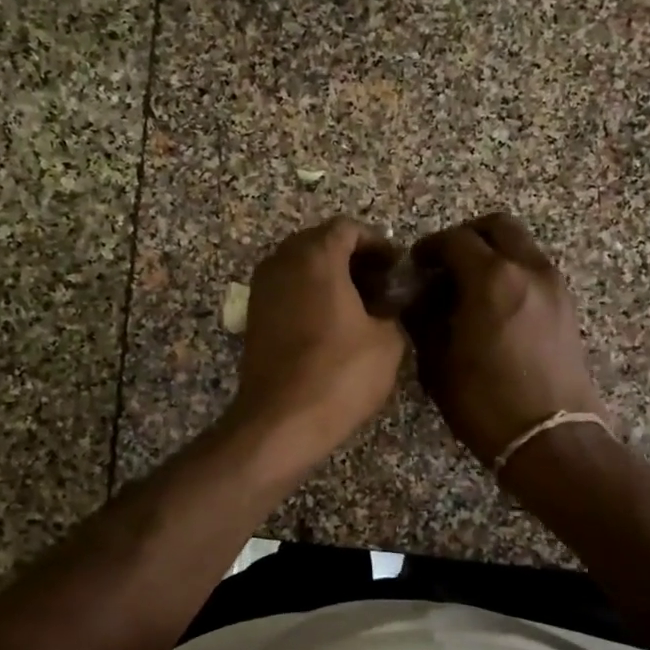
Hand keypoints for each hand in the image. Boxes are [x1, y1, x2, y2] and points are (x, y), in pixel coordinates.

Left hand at [227, 218, 405, 471]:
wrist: (281, 420)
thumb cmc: (339, 374)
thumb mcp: (388, 342)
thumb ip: (393, 311)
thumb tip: (386, 306)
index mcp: (316, 256)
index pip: (347, 228)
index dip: (377, 243)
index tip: (396, 267)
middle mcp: (282, 263)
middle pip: (320, 243)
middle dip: (352, 259)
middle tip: (380, 286)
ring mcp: (262, 290)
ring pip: (300, 267)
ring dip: (330, 278)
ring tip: (359, 308)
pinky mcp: (254, 318)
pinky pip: (287, 291)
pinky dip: (310, 297)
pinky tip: (332, 327)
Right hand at [404, 213, 604, 466]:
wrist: (551, 438)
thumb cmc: (486, 403)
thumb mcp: (439, 363)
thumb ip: (426, 320)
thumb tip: (421, 300)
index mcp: (493, 278)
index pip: (455, 240)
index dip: (430, 248)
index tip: (416, 265)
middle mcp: (529, 269)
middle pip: (498, 227)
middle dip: (467, 237)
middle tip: (445, 264)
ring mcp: (555, 287)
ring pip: (522, 246)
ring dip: (494, 255)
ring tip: (469, 288)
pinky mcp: (568, 307)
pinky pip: (535, 271)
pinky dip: (513, 273)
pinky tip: (495, 307)